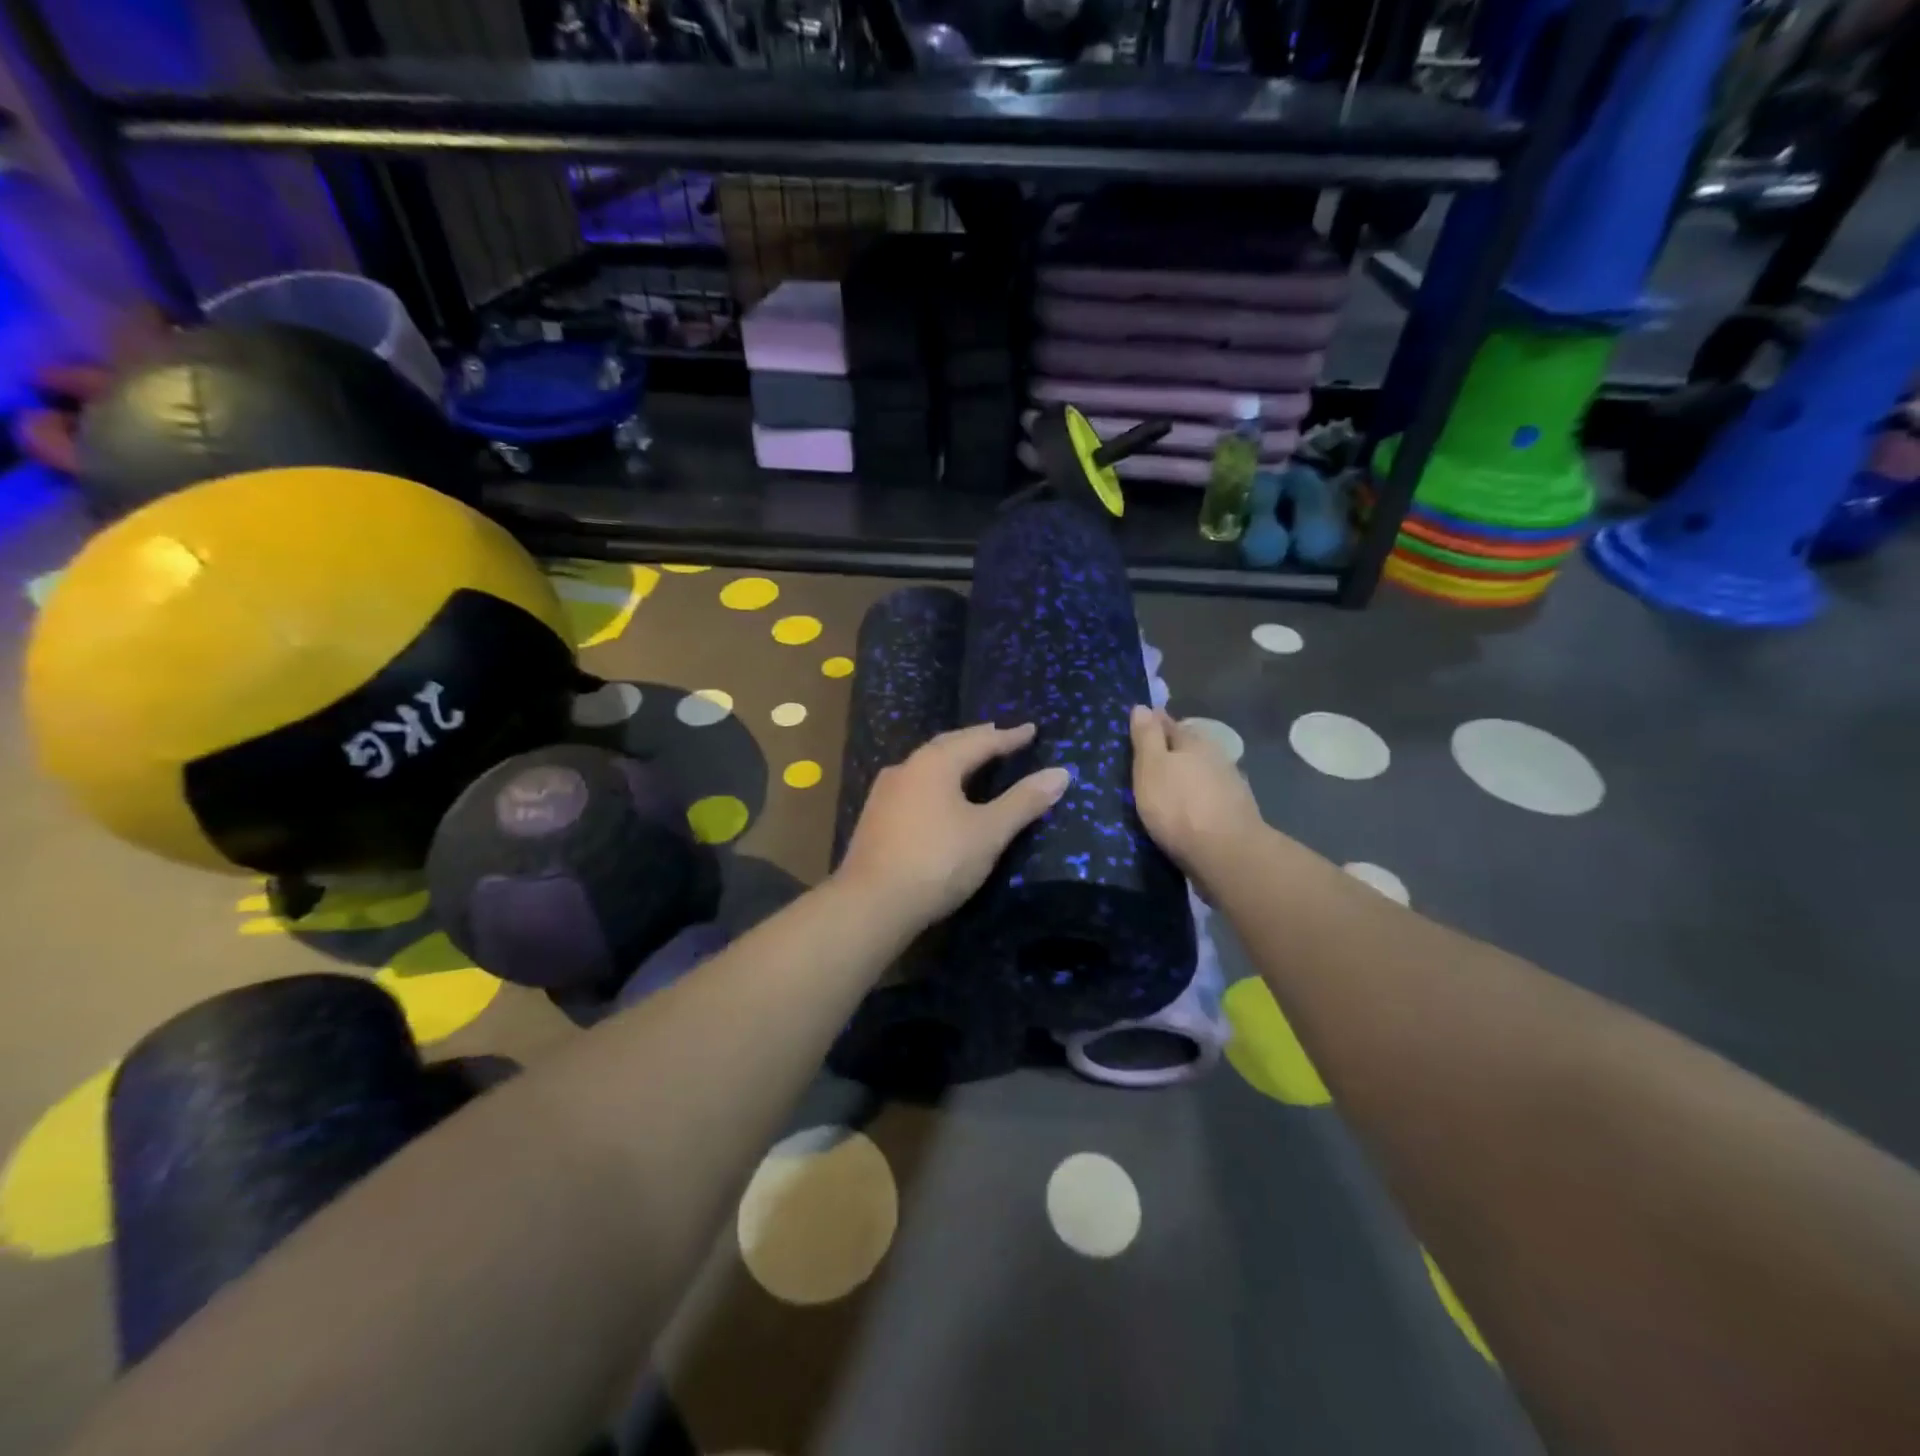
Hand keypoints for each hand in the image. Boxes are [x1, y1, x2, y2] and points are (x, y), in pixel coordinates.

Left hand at [836, 722, 1069, 929]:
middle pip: (948, 746)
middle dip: (977, 740)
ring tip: (972, 761)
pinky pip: (914, 785)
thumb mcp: (989, 832)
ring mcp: (885, 793)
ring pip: (927, 765)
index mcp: (935, 763)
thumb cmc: (937, 861)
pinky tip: (938, 795)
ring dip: (953, 759)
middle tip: (999, 736)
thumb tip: (1061, 773)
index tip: (1031, 730)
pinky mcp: (875, 817)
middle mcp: (907, 768)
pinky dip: (936, 781)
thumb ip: (1024, 801)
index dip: (1009, 737)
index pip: (980, 741)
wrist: (872, 903)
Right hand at [1130, 705, 1263, 875]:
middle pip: (1188, 748)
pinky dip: (1196, 799)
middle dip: (1170, 751)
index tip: (1138, 727)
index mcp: (1193, 742)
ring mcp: (1230, 785)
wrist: (1226, 854)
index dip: (1152, 724)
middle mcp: (1216, 757)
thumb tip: (1142, 706)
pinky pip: (1209, 797)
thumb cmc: (1178, 806)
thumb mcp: (1151, 767)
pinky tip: (1187, 810)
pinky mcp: (1235, 813)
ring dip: (1186, 777)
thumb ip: (1146, 737)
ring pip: (1201, 772)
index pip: (1168, 723)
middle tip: (1148, 761)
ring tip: (1165, 788)